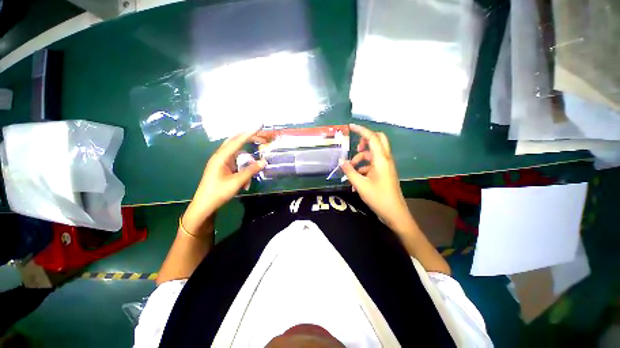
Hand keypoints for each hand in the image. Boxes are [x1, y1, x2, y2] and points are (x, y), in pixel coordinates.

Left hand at [182, 130, 265, 234]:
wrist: (205, 204)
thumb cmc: (219, 192)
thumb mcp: (237, 182)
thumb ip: (250, 170)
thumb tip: (264, 161)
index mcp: (221, 157)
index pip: (237, 141)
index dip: (249, 133)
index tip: (259, 126)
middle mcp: (220, 156)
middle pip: (235, 141)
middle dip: (248, 137)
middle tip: (262, 136)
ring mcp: (221, 161)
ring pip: (236, 150)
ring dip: (247, 150)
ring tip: (258, 150)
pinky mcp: (223, 166)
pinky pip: (235, 158)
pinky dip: (244, 160)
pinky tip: (249, 165)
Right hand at [340, 124, 411, 228]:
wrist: (394, 213)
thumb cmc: (378, 198)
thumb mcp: (360, 184)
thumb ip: (349, 171)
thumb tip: (341, 161)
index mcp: (381, 159)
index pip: (372, 138)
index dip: (361, 130)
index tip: (351, 127)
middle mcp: (385, 159)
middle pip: (377, 141)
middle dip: (365, 141)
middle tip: (354, 148)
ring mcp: (385, 166)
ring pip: (372, 154)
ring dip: (361, 159)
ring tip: (350, 170)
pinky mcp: (384, 173)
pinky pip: (372, 164)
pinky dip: (363, 168)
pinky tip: (356, 179)